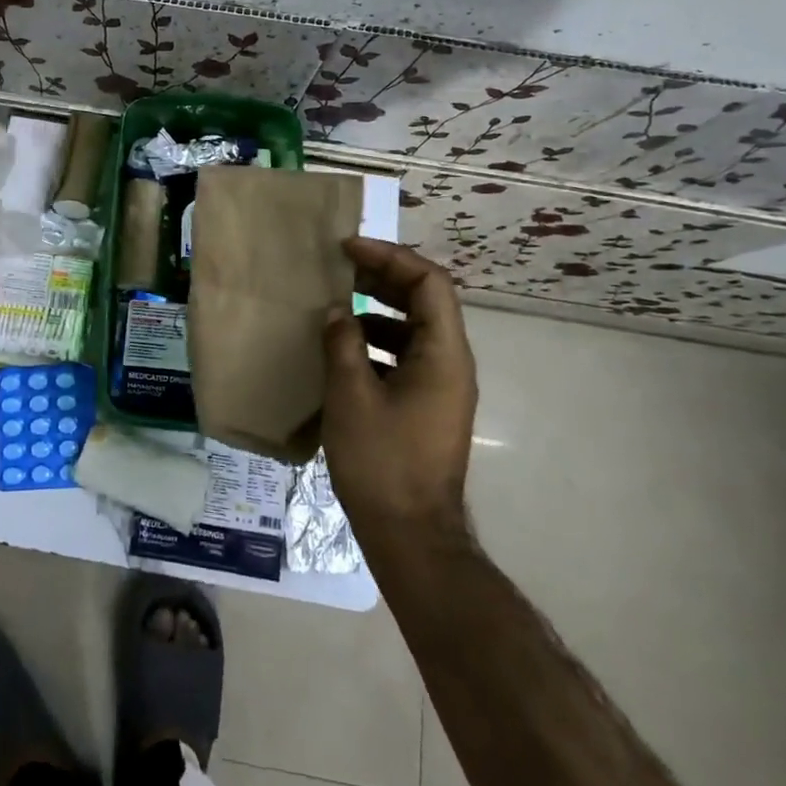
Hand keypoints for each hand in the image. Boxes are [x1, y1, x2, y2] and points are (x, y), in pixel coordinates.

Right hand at [321, 238, 478, 545]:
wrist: (411, 536)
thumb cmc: (382, 461)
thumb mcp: (351, 395)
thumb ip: (342, 343)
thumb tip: (335, 313)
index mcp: (443, 354)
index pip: (429, 282)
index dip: (390, 257)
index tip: (347, 250)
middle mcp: (451, 364)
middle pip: (425, 300)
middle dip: (382, 278)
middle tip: (339, 268)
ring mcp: (442, 387)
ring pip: (414, 329)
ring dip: (376, 309)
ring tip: (334, 307)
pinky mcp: (427, 407)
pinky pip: (405, 357)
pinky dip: (376, 342)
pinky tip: (342, 352)